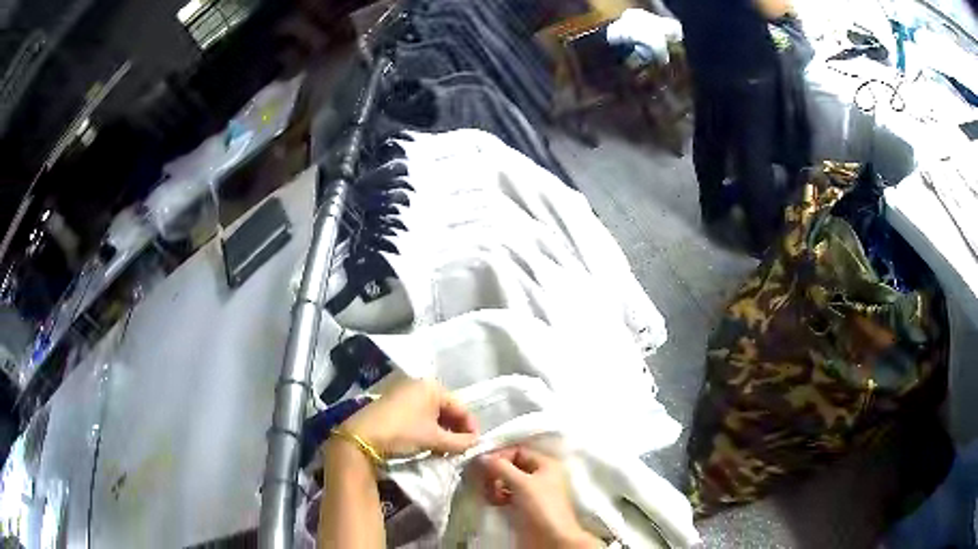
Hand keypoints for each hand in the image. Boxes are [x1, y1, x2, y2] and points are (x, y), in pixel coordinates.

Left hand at [339, 379, 478, 456]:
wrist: (362, 436)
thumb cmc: (403, 432)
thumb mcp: (435, 439)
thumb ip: (459, 442)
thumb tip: (474, 443)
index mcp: (432, 387)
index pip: (461, 407)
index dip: (470, 427)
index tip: (474, 445)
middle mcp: (419, 385)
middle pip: (446, 409)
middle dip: (455, 429)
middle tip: (460, 449)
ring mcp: (404, 393)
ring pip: (432, 413)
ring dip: (442, 431)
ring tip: (445, 449)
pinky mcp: (392, 404)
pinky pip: (418, 415)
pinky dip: (426, 429)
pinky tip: (427, 444)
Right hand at [477, 447, 601, 548]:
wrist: (551, 539)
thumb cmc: (541, 507)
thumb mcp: (522, 483)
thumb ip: (500, 467)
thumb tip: (481, 456)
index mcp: (546, 464)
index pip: (518, 451)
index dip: (500, 456)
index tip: (482, 464)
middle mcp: (539, 475)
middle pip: (510, 466)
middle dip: (495, 472)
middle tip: (485, 481)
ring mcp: (531, 491)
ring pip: (506, 481)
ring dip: (494, 485)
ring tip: (490, 494)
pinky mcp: (523, 506)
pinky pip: (506, 494)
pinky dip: (497, 495)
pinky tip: (494, 501)